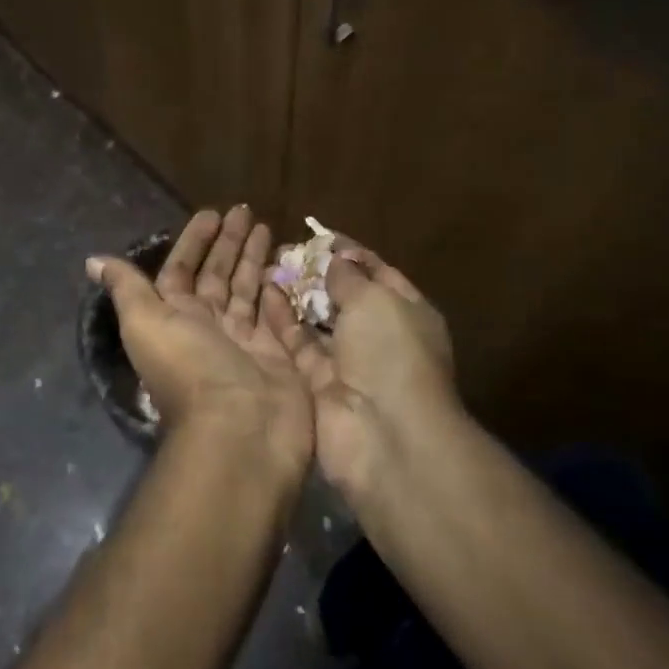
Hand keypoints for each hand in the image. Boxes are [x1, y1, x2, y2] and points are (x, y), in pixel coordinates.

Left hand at [90, 207, 312, 480]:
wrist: (241, 430)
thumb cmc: (190, 368)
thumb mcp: (146, 323)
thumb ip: (126, 289)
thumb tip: (93, 260)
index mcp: (174, 316)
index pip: (181, 269)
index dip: (193, 241)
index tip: (211, 213)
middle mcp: (208, 324)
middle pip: (217, 274)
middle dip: (228, 242)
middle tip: (245, 210)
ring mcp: (244, 339)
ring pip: (247, 289)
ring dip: (253, 258)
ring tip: (266, 226)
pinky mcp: (277, 351)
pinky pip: (275, 312)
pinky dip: (277, 289)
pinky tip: (285, 264)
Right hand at [266, 243, 457, 499]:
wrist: (383, 434)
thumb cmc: (390, 353)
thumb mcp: (376, 299)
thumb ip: (350, 276)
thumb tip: (336, 259)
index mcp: (406, 312)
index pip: (377, 272)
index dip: (349, 252)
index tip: (317, 234)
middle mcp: (378, 336)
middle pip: (344, 297)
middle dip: (317, 273)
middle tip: (283, 250)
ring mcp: (348, 363)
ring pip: (317, 321)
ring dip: (296, 295)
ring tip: (266, 266)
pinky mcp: (317, 385)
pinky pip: (298, 345)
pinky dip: (283, 321)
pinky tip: (262, 294)